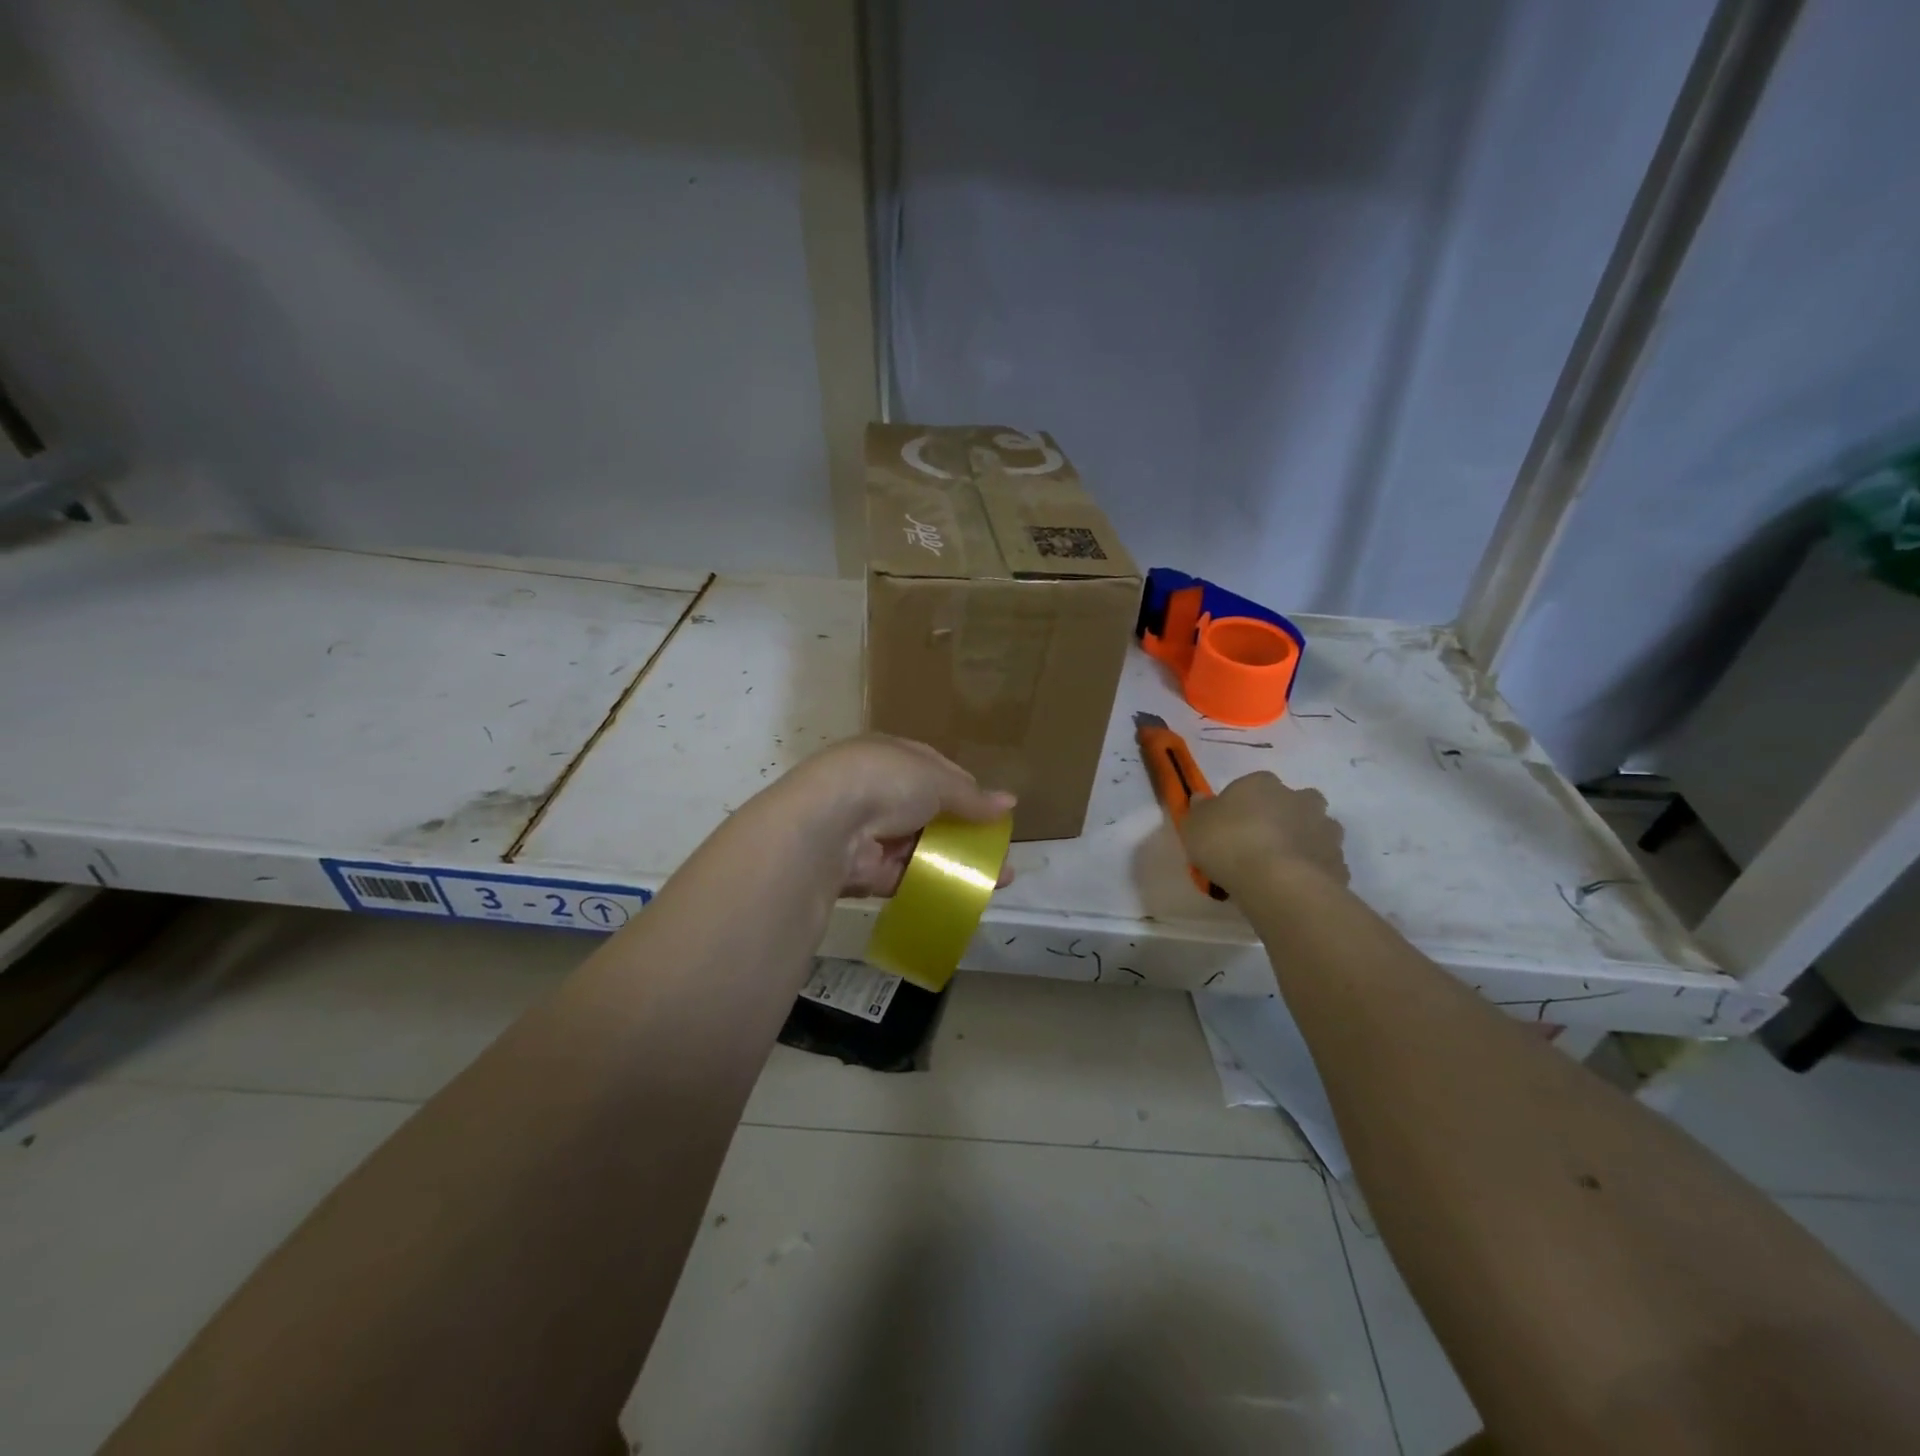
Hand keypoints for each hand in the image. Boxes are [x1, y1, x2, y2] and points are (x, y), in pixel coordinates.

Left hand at [777, 735, 1015, 896]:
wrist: (828, 824)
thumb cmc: (885, 782)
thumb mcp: (937, 780)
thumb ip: (972, 796)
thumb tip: (1010, 802)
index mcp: (890, 757)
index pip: (933, 770)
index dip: (964, 789)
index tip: (991, 809)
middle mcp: (877, 791)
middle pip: (929, 812)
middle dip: (965, 831)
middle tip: (998, 849)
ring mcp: (870, 832)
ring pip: (921, 847)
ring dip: (957, 861)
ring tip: (997, 877)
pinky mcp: (866, 870)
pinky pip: (907, 877)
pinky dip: (936, 883)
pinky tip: (968, 892)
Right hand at [1182, 771, 1348, 894]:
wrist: (1277, 882)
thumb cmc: (1228, 843)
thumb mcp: (1194, 825)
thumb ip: (1199, 810)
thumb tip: (1202, 800)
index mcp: (1263, 784)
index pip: (1254, 784)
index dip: (1243, 804)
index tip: (1231, 825)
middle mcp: (1300, 799)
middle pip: (1294, 802)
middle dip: (1284, 816)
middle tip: (1261, 841)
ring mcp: (1325, 830)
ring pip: (1315, 830)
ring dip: (1303, 842)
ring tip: (1280, 867)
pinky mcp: (1339, 862)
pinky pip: (1324, 862)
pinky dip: (1314, 870)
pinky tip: (1295, 886)